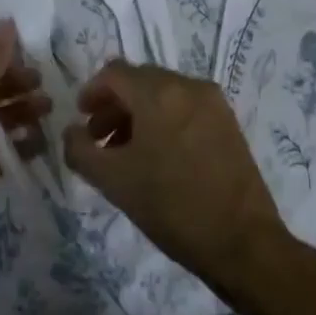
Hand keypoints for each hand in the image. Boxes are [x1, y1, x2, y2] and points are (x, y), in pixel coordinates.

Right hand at [62, 61, 297, 300]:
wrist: (242, 241)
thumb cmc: (171, 206)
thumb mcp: (113, 181)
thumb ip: (80, 150)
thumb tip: (72, 132)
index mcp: (159, 93)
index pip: (115, 73)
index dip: (92, 92)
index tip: (81, 119)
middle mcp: (189, 86)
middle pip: (140, 80)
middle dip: (115, 105)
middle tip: (99, 139)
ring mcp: (214, 104)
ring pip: (164, 94)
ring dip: (138, 114)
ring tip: (126, 152)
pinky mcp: (229, 123)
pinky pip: (186, 108)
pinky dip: (164, 120)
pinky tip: (159, 157)